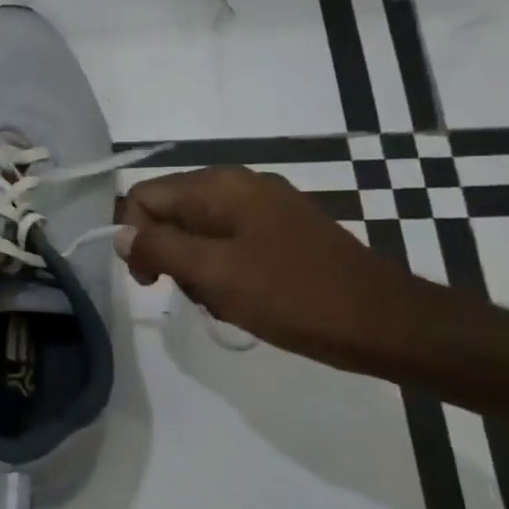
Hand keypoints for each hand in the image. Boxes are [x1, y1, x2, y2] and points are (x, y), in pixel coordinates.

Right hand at [114, 166, 422, 366]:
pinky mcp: (283, 232)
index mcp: (221, 186)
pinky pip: (228, 243)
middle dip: (169, 255)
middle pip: (170, 212)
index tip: (151, 281)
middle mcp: (240, 185)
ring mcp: (266, 207)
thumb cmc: (293, 296)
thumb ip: (158, 248)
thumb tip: (120, 235)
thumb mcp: (213, 273)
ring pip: (198, 232)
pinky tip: (243, 299)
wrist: (388, 324)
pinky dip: (222, 271)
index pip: (145, 196)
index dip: (136, 237)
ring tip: (223, 301)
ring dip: (196, 269)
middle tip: (195, 294)